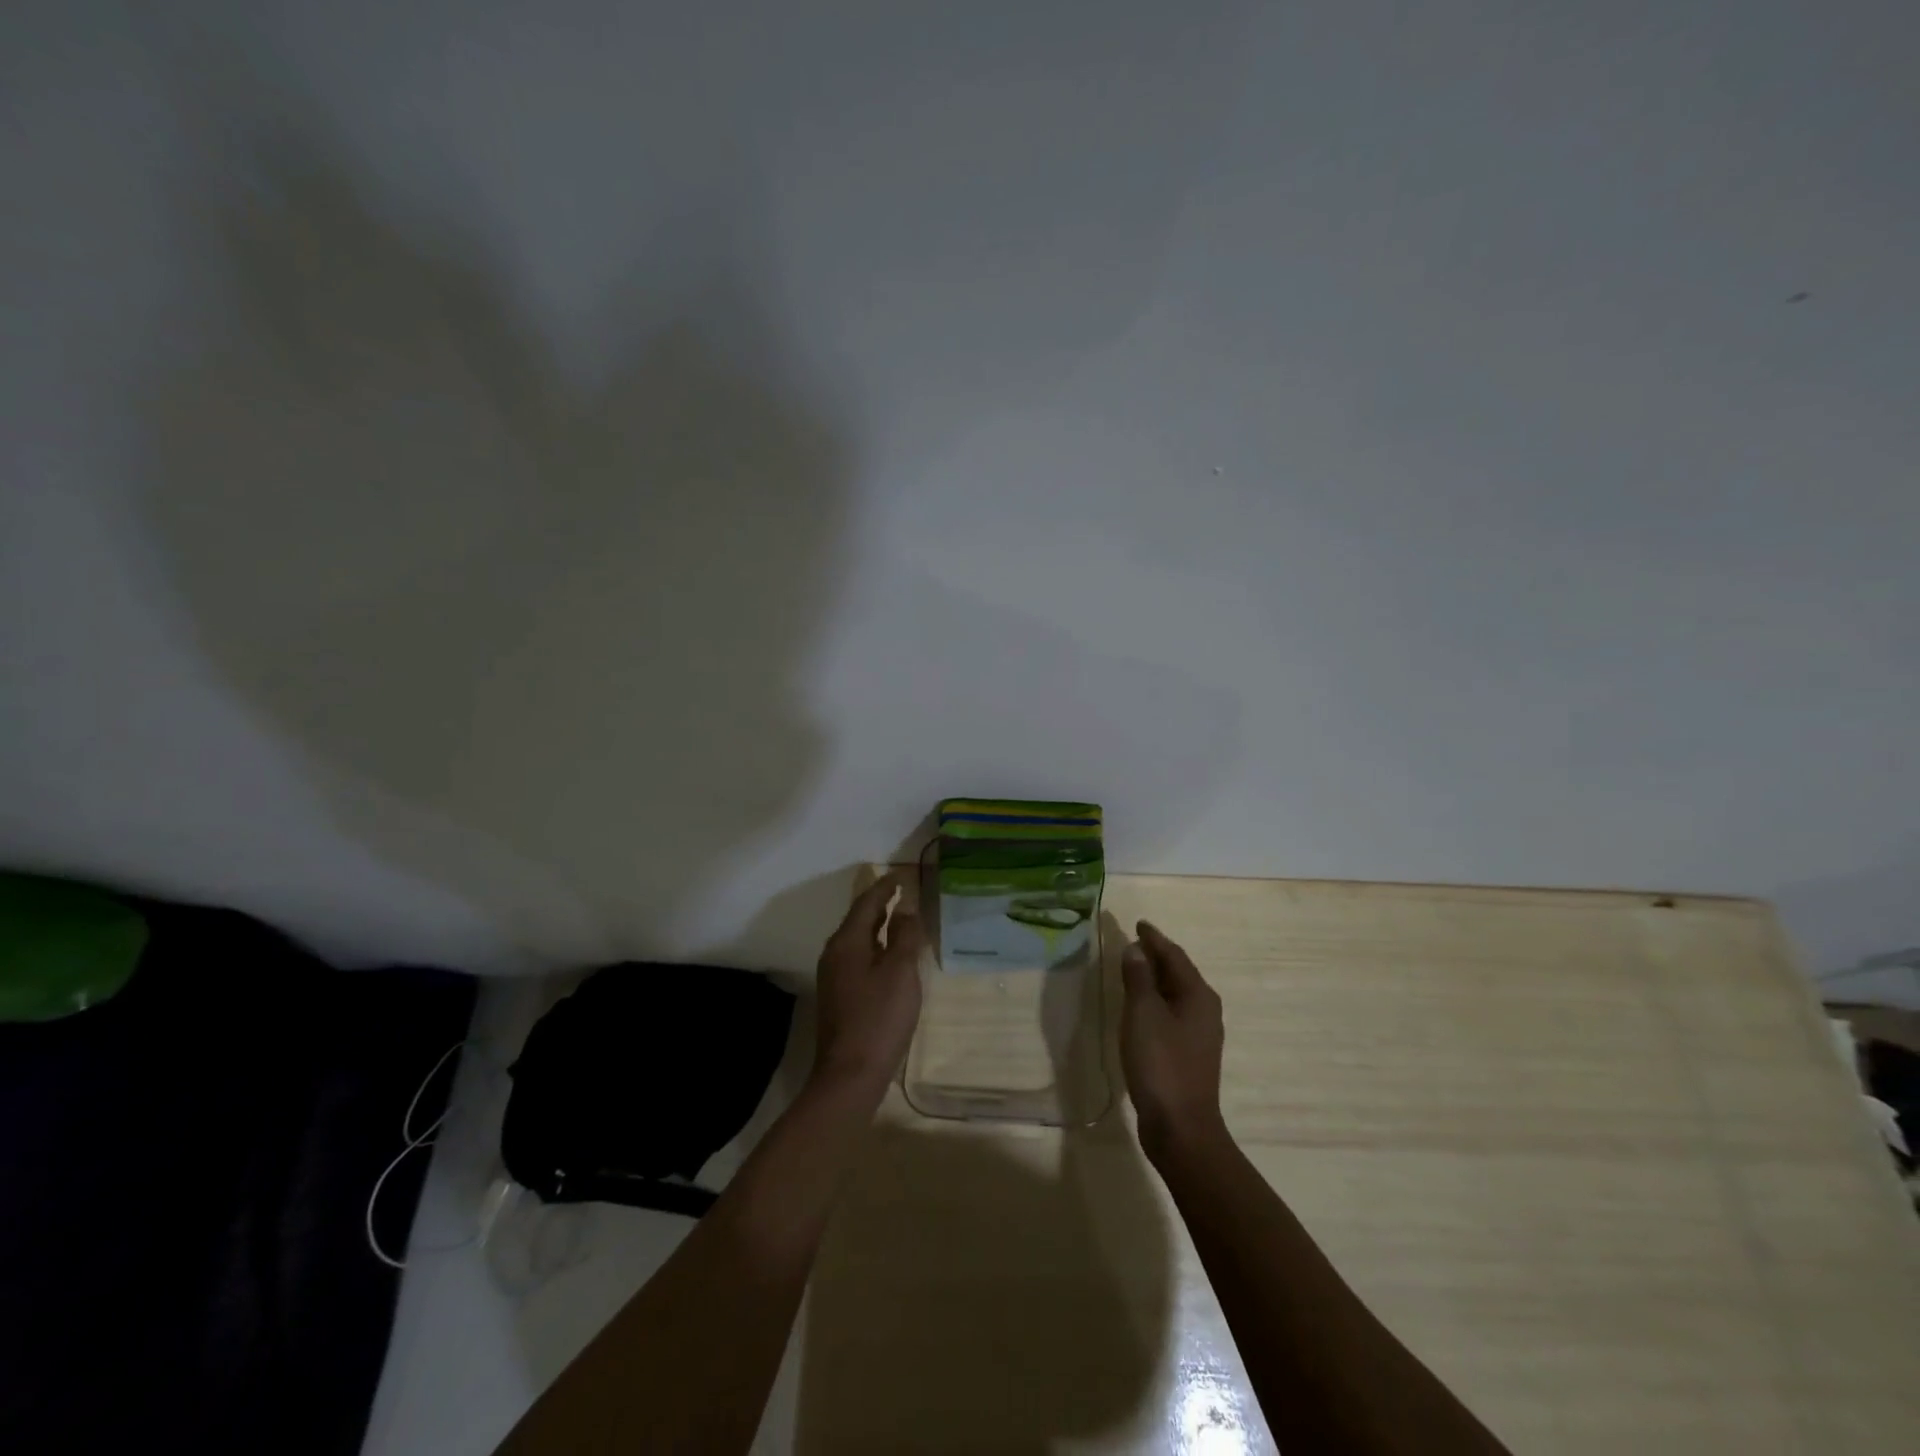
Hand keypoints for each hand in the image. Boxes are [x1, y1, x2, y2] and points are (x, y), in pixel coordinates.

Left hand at [811, 872, 924, 1101]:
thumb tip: (905, 908)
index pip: (867, 903)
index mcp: (847, 942)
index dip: (885, 887)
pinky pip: (858, 958)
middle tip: (902, 891)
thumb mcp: (900, 972)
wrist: (850, 1075)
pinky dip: (876, 947)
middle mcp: (835, 954)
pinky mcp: (839, 996)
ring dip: (878, 926)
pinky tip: (890, 957)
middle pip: (859, 919)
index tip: (902, 874)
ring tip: (900, 918)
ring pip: (858, 940)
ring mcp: (834, 977)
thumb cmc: (879, 1018)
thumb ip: (904, 936)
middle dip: (880, 904)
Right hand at [1120, 920, 1226, 1160]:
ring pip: (1175, 994)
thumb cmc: (1161, 1063)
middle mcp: (1204, 1009)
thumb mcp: (1143, 1014)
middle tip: (1133, 942)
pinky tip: (1140, 1008)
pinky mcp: (1189, 1054)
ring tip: (1133, 968)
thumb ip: (1139, 978)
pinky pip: (1171, 1013)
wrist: (1181, 1127)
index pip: (1174, 955)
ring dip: (1155, 979)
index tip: (1138, 924)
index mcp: (1197, 995)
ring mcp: (1199, 1034)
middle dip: (1156, 956)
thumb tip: (1136, 949)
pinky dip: (1155, 1001)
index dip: (1154, 938)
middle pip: (1178, 972)